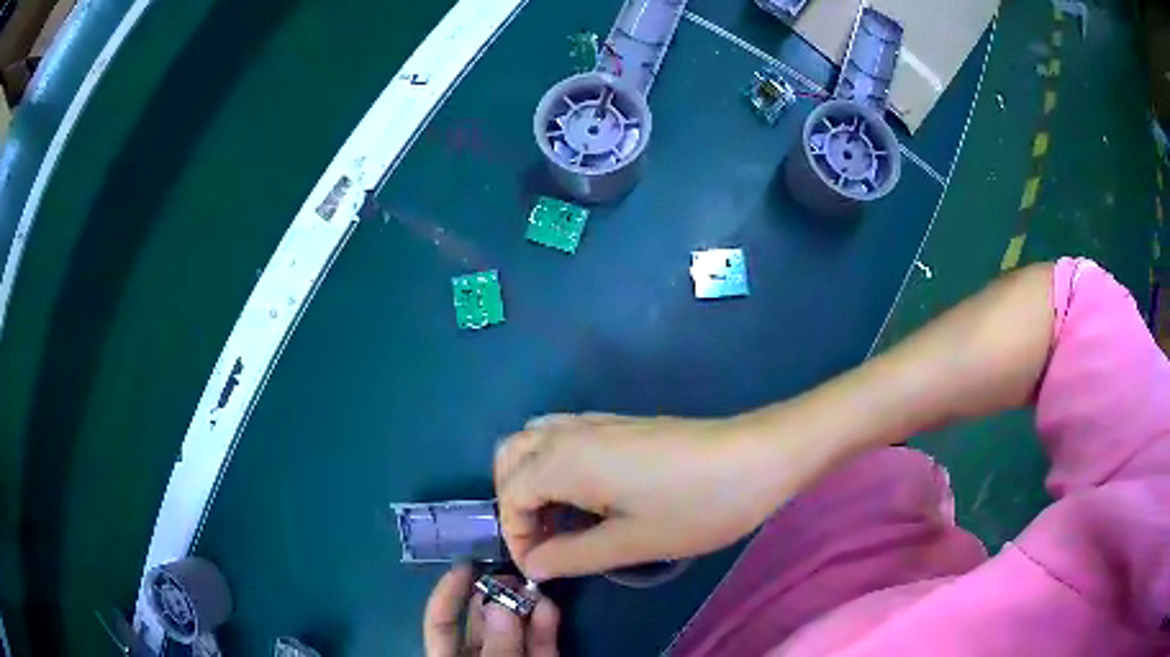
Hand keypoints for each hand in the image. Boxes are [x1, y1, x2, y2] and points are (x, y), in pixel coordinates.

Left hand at [424, 566, 559, 656]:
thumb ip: (497, 645)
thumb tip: (501, 603)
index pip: (442, 624)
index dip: (448, 595)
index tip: (465, 566)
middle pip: (482, 624)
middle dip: (495, 596)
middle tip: (512, 573)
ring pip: (514, 632)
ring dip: (524, 608)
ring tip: (533, 585)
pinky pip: (539, 646)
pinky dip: (544, 627)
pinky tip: (548, 607)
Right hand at [494, 413, 795, 579]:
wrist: (757, 457)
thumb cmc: (695, 506)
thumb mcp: (631, 543)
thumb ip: (571, 556)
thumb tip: (534, 566)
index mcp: (564, 460)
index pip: (511, 496)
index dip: (517, 537)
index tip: (541, 569)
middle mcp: (570, 432)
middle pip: (511, 459)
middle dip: (515, 502)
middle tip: (545, 541)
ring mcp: (596, 422)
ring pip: (535, 441)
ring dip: (532, 480)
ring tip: (562, 521)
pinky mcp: (619, 423)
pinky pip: (564, 436)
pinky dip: (555, 465)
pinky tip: (588, 497)